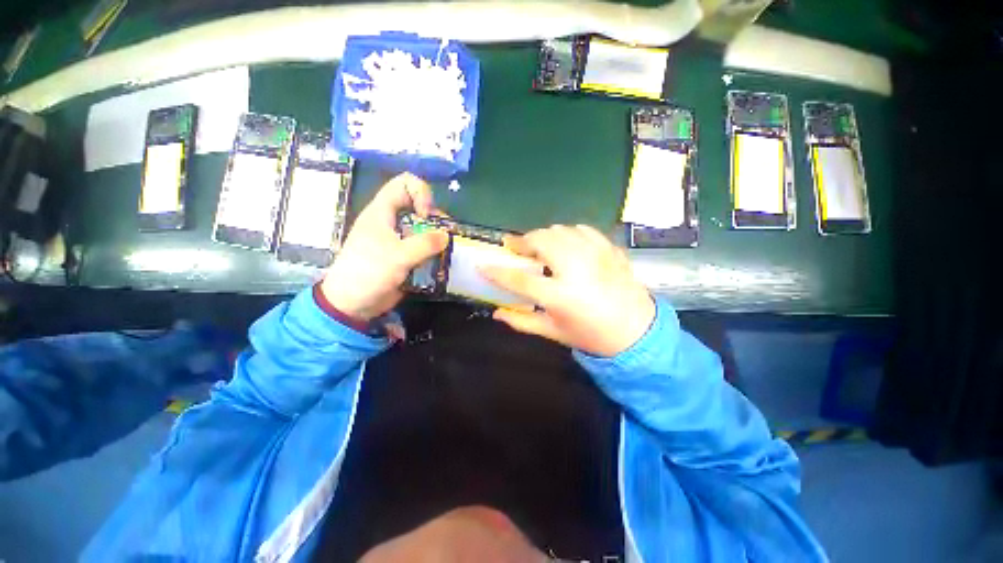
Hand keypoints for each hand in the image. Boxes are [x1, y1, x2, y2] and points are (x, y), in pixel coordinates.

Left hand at [321, 173, 447, 321]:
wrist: (352, 303)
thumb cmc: (368, 273)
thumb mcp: (398, 256)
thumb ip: (425, 244)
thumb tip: (447, 235)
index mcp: (382, 211)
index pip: (404, 183)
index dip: (420, 192)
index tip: (427, 215)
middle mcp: (391, 221)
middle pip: (418, 205)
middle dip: (434, 217)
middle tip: (442, 235)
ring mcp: (397, 238)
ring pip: (422, 227)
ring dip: (436, 236)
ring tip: (445, 249)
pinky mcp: (403, 255)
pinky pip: (423, 245)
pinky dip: (433, 250)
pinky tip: (439, 260)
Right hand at [480, 225, 654, 356]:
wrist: (638, 331)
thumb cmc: (591, 335)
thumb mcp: (553, 332)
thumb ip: (522, 321)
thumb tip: (497, 313)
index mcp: (560, 295)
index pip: (519, 278)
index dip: (497, 271)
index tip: (483, 264)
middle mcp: (576, 269)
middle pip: (541, 241)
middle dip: (523, 242)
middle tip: (517, 250)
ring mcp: (595, 255)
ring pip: (560, 230)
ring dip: (544, 237)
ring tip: (540, 248)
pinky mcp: (609, 249)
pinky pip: (582, 230)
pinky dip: (568, 234)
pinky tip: (566, 246)